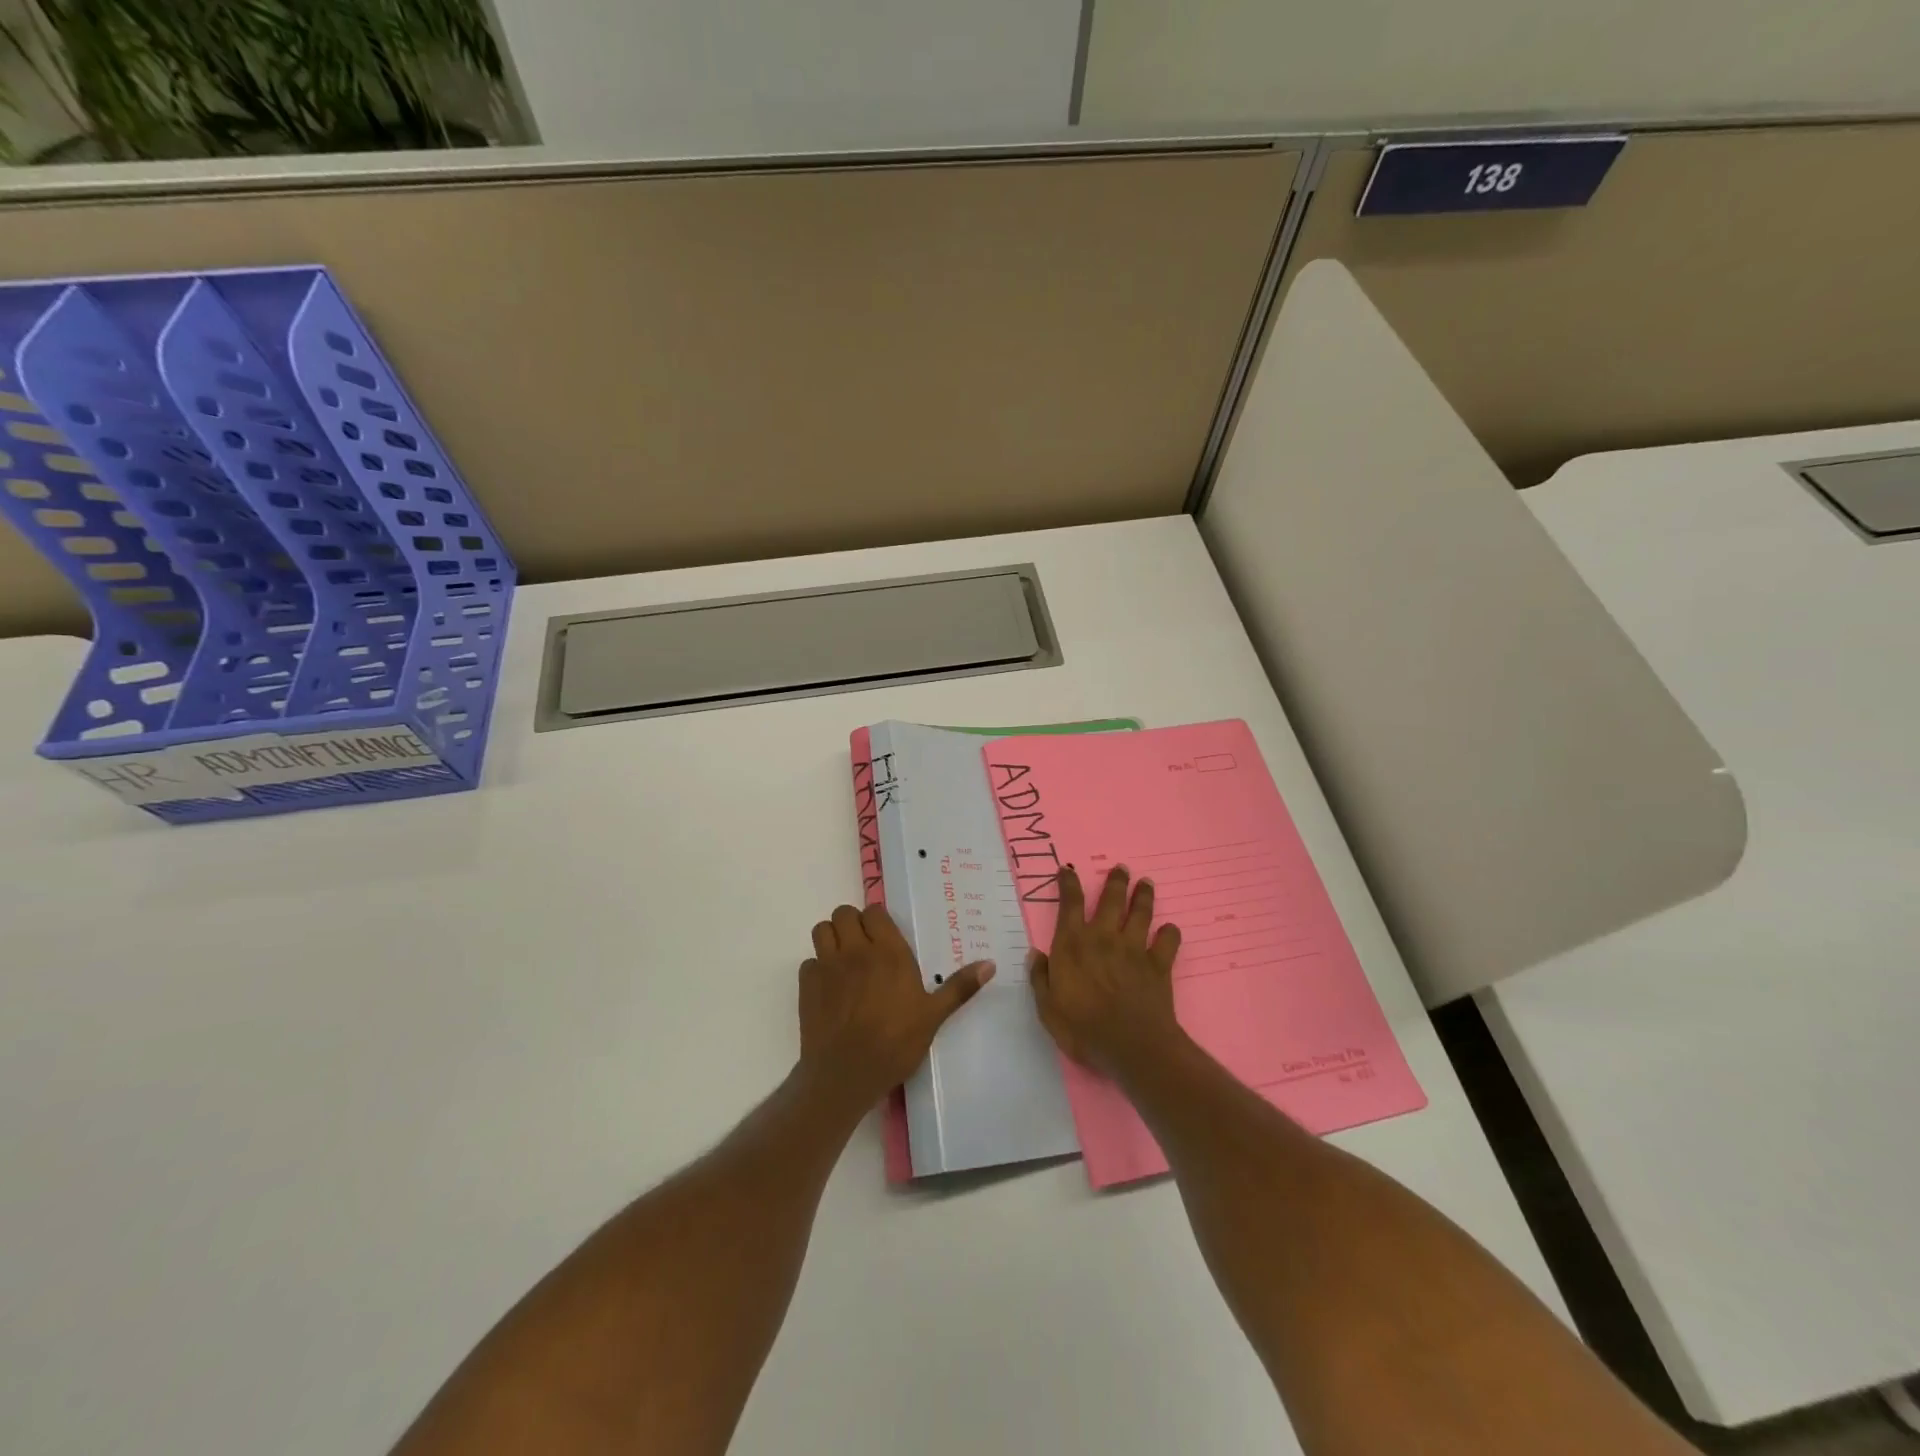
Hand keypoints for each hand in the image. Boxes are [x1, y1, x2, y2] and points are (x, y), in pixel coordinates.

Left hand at [798, 903, 994, 1105]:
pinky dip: (817, 968)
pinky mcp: (807, 985)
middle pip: (844, 914)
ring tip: (844, 960)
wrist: (845, 1074)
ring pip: (822, 929)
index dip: (877, 921)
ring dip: (832, 938)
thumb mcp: (933, 1016)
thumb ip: (960, 987)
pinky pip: (809, 962)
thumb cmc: (895, 1043)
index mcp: (888, 952)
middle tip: (864, 947)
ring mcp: (827, 966)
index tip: (885, 937)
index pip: (874, 912)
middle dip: (853, 924)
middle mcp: (855, 950)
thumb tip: (990, 964)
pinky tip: (830, 988)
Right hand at [1030, 864, 1184, 1078]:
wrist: (1131, 1046)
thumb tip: (1036, 953)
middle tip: (1121, 868)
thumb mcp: (1047, 1008)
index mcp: (1073, 944)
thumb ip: (1041, 978)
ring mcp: (1134, 949)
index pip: (1070, 904)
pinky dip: (1170, 934)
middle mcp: (1104, 938)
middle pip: (1112, 900)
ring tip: (1146, 883)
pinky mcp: (1158, 965)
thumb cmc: (1083, 1029)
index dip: (1069, 884)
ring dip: (1144, 896)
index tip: (1068, 870)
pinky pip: (1167, 942)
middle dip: (1116, 881)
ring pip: (1141, 913)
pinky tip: (1170, 930)